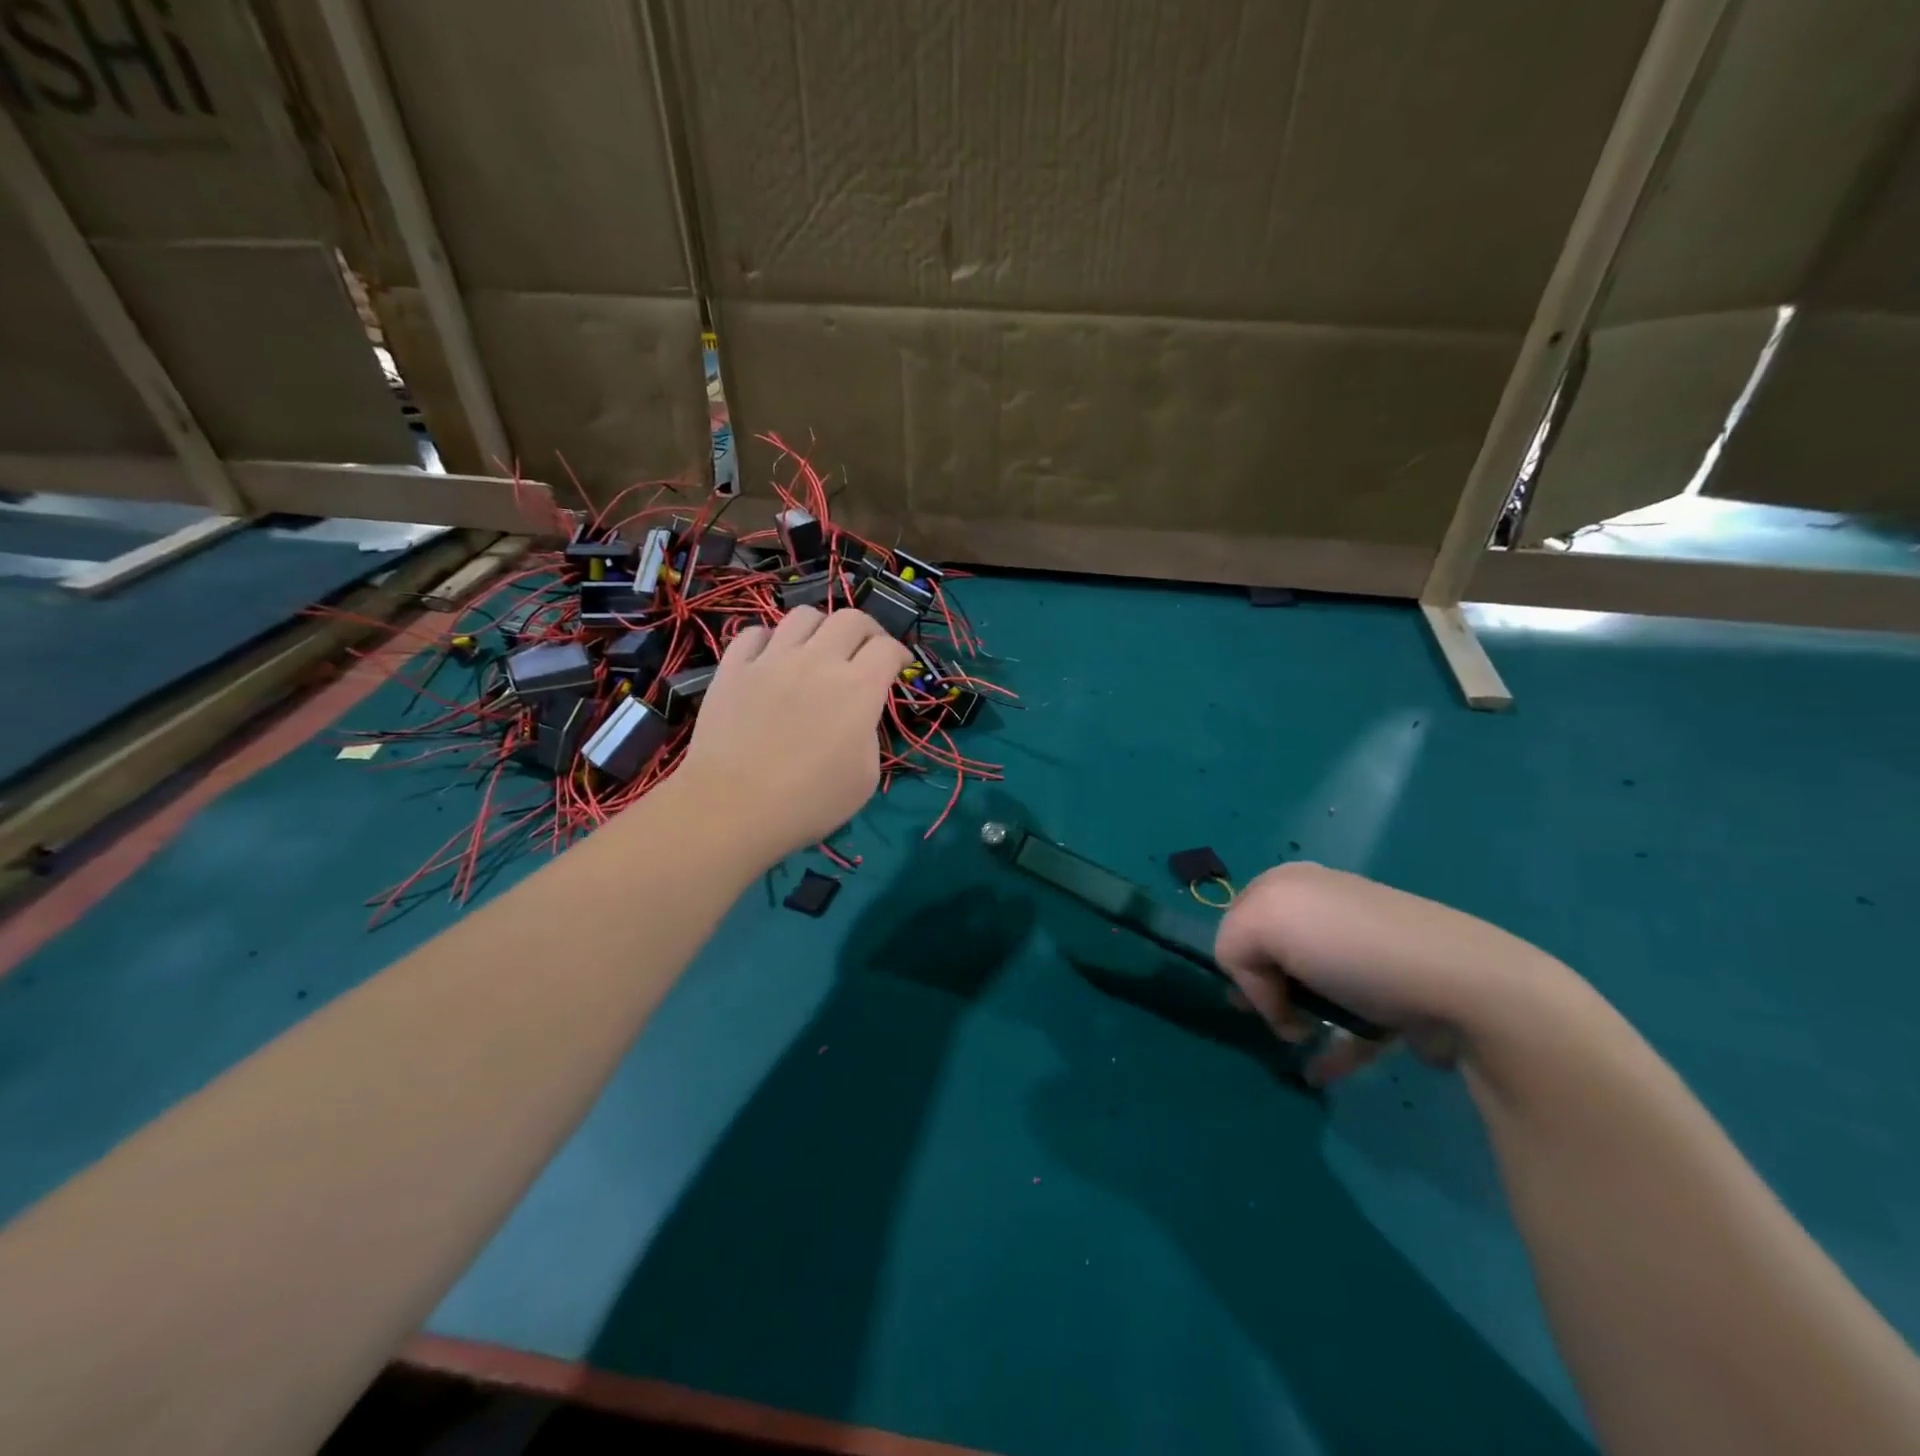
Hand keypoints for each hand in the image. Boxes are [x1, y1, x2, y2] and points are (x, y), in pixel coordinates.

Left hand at [678, 606, 910, 863]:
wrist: (733, 807)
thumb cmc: (809, 802)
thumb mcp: (865, 778)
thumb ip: (869, 735)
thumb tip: (859, 717)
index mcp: (858, 688)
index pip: (888, 648)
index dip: (899, 654)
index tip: (898, 666)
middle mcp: (818, 661)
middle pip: (851, 618)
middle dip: (868, 631)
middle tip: (866, 651)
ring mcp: (772, 659)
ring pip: (803, 615)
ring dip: (820, 627)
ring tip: (818, 649)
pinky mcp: (734, 667)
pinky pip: (755, 633)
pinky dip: (770, 640)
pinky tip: (772, 659)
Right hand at [1214, 862, 1568, 1084]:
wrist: (1464, 986)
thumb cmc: (1352, 949)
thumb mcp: (1264, 924)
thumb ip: (1232, 946)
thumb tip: (1263, 992)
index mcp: (1291, 884)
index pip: (1237, 922)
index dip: (1239, 961)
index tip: (1255, 994)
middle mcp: (1323, 908)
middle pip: (1271, 955)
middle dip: (1265, 992)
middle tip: (1279, 1020)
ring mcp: (1362, 951)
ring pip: (1308, 989)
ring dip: (1296, 1021)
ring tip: (1302, 1050)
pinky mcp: (1393, 992)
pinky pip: (1348, 1020)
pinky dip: (1332, 1047)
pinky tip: (1323, 1072)